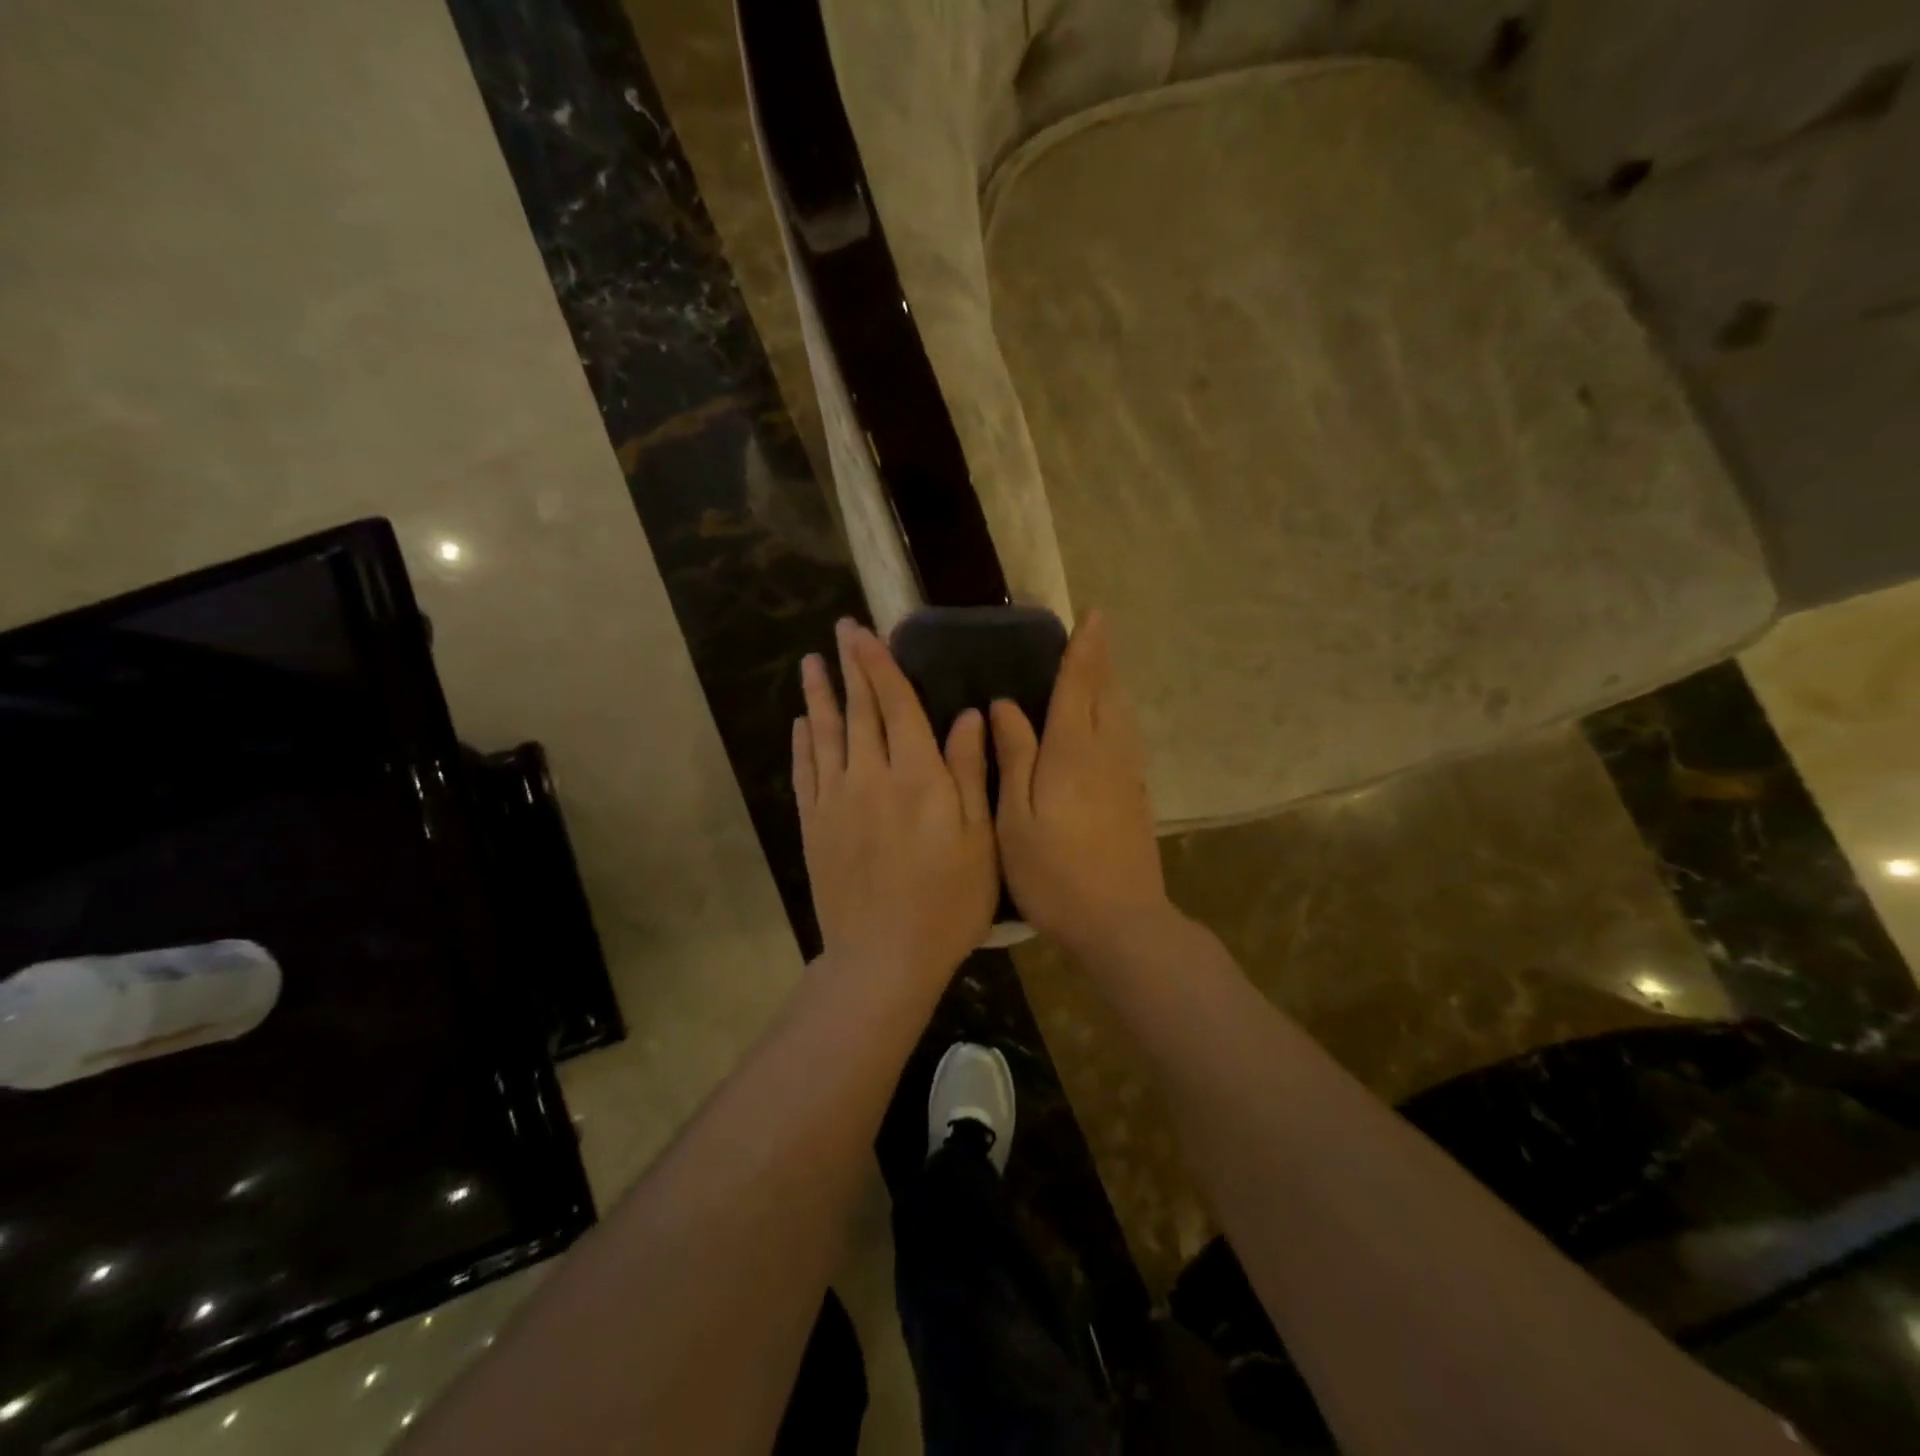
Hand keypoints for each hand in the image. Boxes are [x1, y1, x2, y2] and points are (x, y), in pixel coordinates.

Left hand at [794, 619, 997, 983]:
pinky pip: (806, 772)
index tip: (867, 632)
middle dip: (850, 667)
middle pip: (859, 711)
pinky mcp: (815, 826)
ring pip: (825, 735)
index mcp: (917, 775)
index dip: (881, 665)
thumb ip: (970, 772)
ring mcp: (836, 801)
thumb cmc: (948, 901)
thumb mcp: (979, 838)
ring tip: (811, 663)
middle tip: (840, 631)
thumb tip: (969, 715)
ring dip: (820, 696)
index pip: (896, 705)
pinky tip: (801, 725)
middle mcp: (870, 776)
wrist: (884, 957)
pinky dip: (803, 743)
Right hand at [990, 610, 1172, 953]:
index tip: (1094, 614)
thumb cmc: (1054, 872)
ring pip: (1122, 718)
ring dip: (1111, 689)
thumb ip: (1013, 756)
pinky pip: (1126, 741)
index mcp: (1074, 751)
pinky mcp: (1136, 798)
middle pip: (1108, 695)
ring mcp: (1128, 777)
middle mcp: (1108, 754)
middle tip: (1093, 637)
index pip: (1080, 685)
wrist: (1119, 922)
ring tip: (1097, 674)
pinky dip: (1115, 719)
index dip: (1085, 649)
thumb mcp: (1015, 816)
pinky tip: (1104, 729)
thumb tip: (1005, 706)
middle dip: (1102, 662)